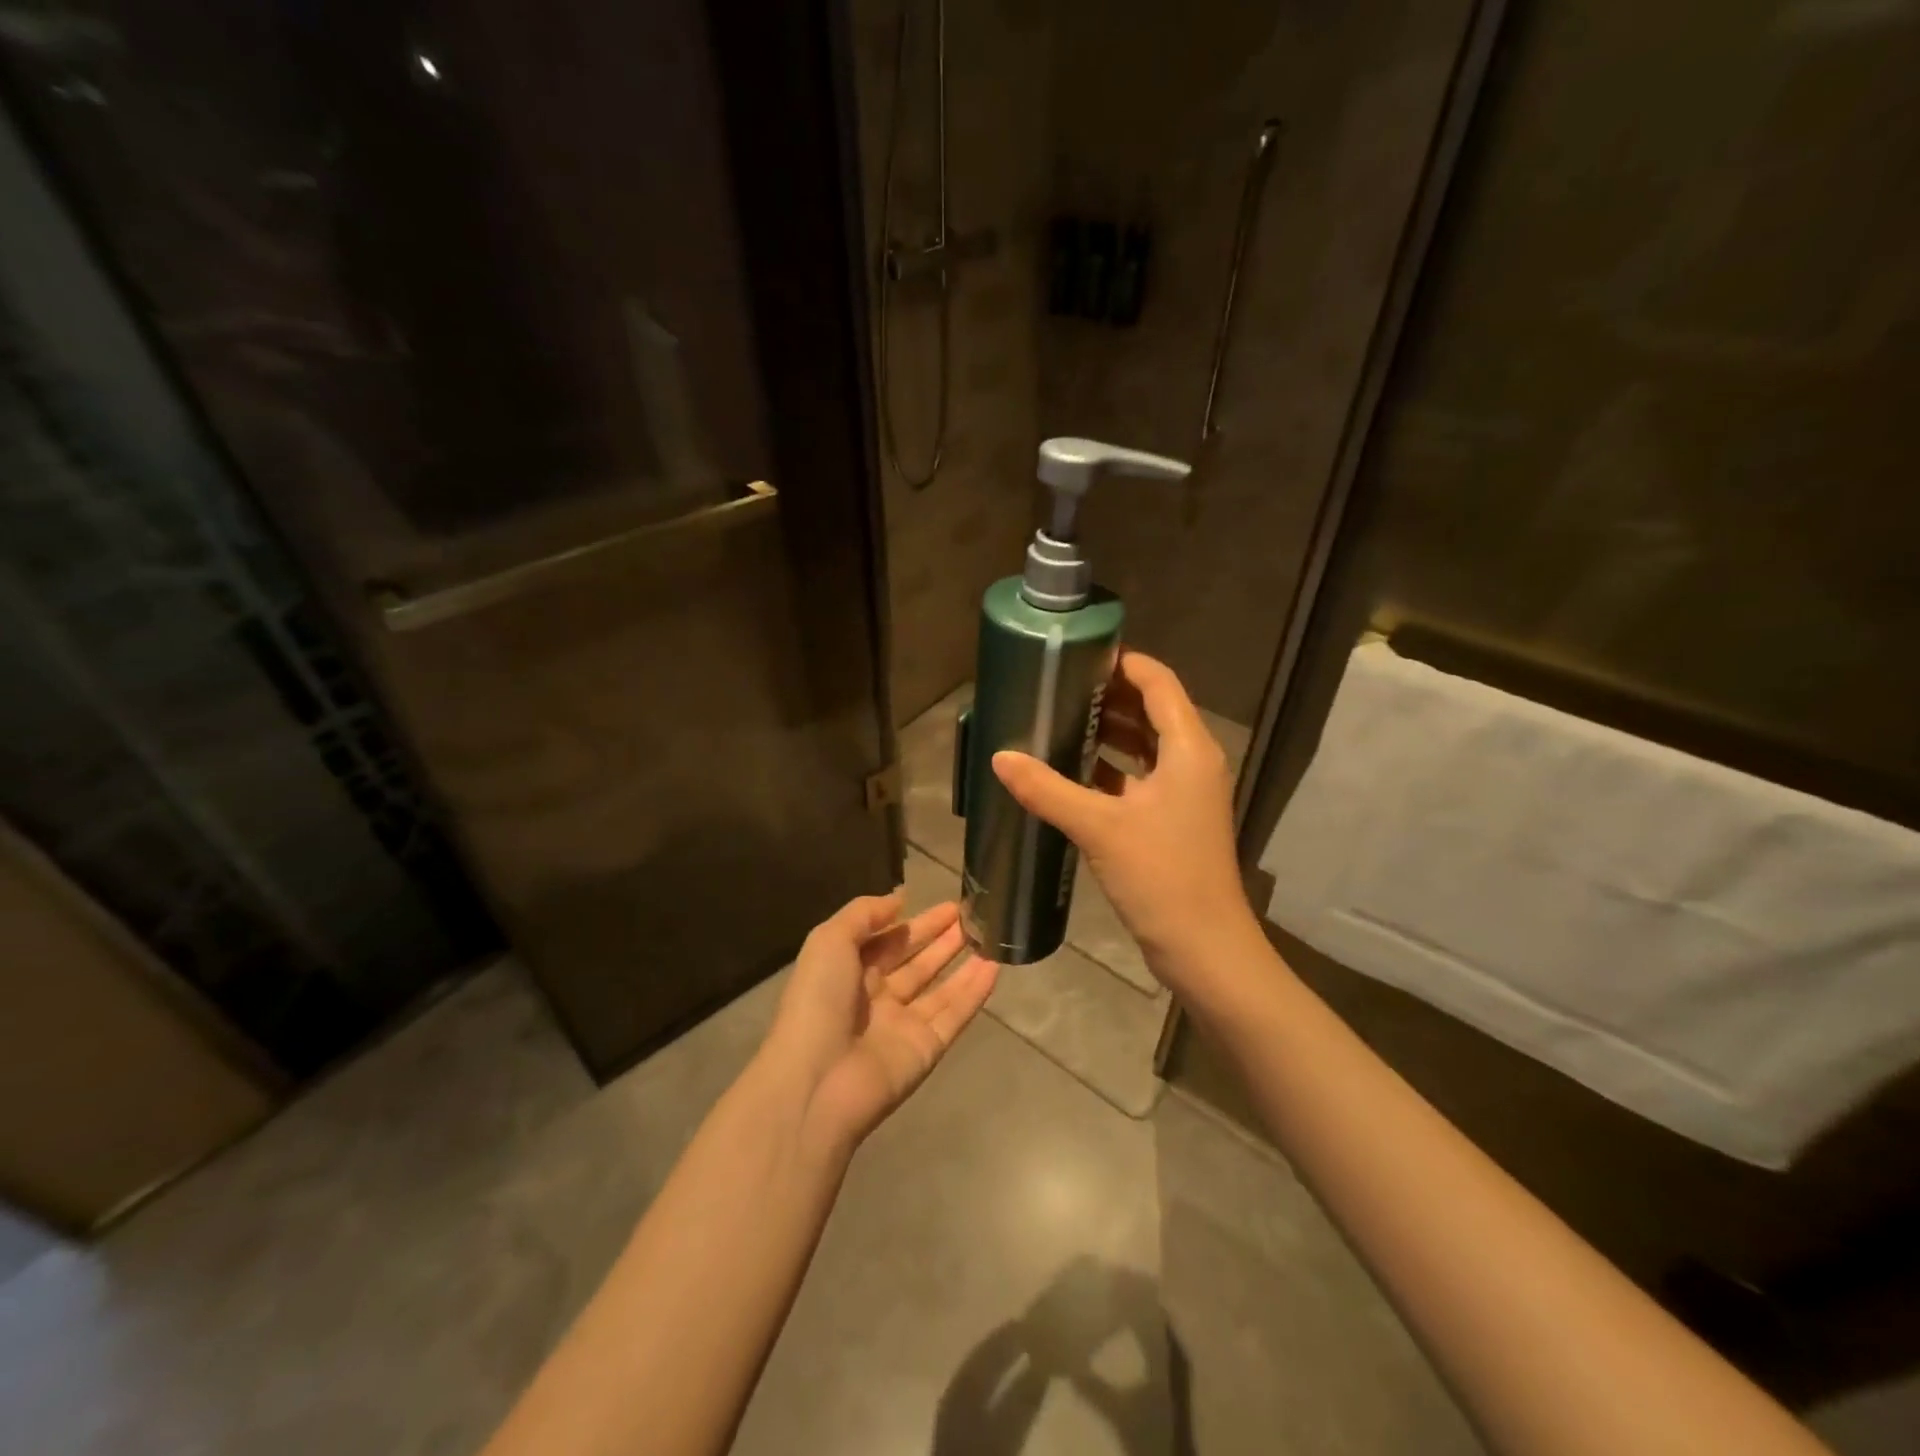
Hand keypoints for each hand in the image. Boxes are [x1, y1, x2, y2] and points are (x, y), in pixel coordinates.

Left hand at [766, 892, 997, 1154]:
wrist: (818, 1081)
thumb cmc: (818, 1001)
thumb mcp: (829, 940)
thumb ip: (864, 914)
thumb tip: (898, 899)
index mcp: (849, 972)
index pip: (889, 941)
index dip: (917, 923)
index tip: (948, 904)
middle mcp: (877, 998)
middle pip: (917, 962)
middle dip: (943, 939)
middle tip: (974, 915)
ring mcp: (903, 1025)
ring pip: (941, 988)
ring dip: (964, 962)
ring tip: (991, 935)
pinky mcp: (927, 1049)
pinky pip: (955, 1014)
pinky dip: (975, 992)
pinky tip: (996, 967)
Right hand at [991, 651, 1257, 987]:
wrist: (1204, 948)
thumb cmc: (1161, 875)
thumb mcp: (1099, 827)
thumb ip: (1047, 789)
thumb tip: (1000, 757)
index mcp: (1188, 749)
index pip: (1158, 682)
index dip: (1123, 662)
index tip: (1078, 654)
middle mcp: (1192, 762)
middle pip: (1152, 710)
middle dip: (1108, 696)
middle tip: (1057, 687)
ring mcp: (1184, 794)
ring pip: (1145, 746)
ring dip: (1109, 733)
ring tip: (1059, 721)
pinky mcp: (1172, 821)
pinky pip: (1139, 778)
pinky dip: (1110, 769)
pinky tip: (1071, 772)